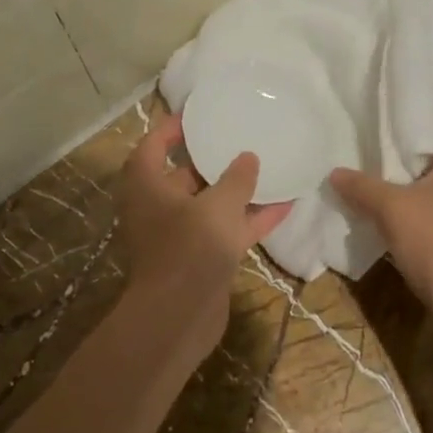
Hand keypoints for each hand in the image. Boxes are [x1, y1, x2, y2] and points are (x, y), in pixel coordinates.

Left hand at [115, 112, 290, 352]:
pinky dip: (250, 219)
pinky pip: (226, 229)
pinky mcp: (201, 258)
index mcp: (147, 186)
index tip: (197, 115)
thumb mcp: (218, 205)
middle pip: (184, 175)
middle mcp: (159, 207)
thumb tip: (248, 157)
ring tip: (269, 169)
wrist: (179, 317)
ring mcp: (180, 235)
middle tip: (240, 139)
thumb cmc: (190, 247)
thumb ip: (236, 179)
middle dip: (212, 160)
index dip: (172, 129)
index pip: (153, 146)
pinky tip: (285, 206)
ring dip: (237, 192)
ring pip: (210, 205)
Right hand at [330, 119, 432, 329]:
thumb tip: (335, 173)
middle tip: (371, 163)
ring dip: (414, 191)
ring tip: (376, 193)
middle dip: (406, 162)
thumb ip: (363, 187)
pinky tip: (397, 225)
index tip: (379, 135)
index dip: (409, 128)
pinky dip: (426, 214)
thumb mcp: (393, 209)